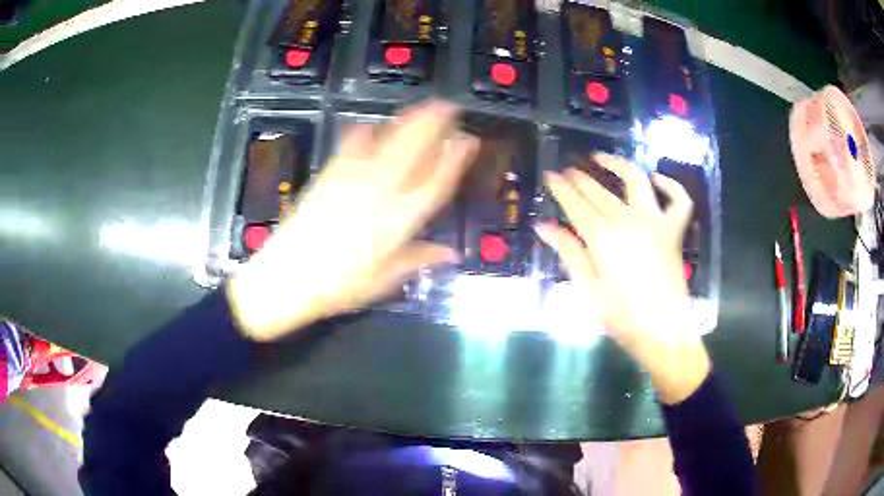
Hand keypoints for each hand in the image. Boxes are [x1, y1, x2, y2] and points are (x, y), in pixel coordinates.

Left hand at [227, 101, 478, 341]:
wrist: (286, 277)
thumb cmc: (338, 286)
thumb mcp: (383, 280)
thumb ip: (417, 259)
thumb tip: (450, 253)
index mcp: (398, 219)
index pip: (435, 181)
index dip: (455, 159)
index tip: (468, 141)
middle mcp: (379, 191)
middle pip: (412, 148)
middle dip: (434, 123)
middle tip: (450, 108)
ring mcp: (352, 178)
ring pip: (386, 139)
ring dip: (406, 120)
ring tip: (422, 108)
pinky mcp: (329, 174)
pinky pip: (352, 144)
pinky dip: (365, 130)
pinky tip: (371, 124)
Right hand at [535, 154, 709, 403]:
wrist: (663, 332)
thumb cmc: (621, 316)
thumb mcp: (588, 288)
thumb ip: (568, 252)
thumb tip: (543, 226)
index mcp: (602, 236)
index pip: (575, 202)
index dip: (561, 187)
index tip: (550, 175)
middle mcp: (628, 219)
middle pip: (598, 190)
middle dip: (580, 177)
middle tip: (568, 170)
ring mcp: (655, 221)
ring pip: (636, 179)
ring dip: (617, 164)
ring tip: (602, 158)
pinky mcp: (674, 229)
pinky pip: (678, 199)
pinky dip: (669, 185)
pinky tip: (656, 180)